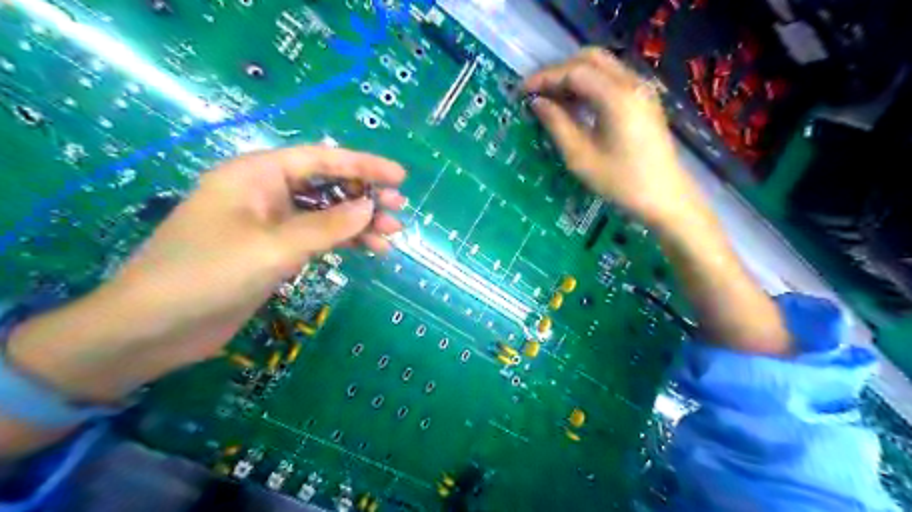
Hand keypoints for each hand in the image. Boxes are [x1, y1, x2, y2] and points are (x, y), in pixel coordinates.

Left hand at [8, 146, 406, 402]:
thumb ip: (327, 226)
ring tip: (391, 235)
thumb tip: (371, 206)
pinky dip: (343, 242)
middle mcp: (265, 193)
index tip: (399, 177)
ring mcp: (270, 224)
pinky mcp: (274, 251)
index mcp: (256, 175)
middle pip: (326, 185)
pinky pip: (317, 238)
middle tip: (399, 210)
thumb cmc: (207, 275)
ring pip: (325, 214)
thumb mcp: (273, 247)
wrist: (155, 328)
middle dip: (365, 196)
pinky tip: (369, 251)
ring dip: (358, 222)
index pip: (320, 160)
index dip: (363, 165)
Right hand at [520, 48, 704, 227]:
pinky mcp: (644, 99)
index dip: (544, 78)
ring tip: (550, 99)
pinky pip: (612, 79)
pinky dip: (589, 84)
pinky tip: (575, 105)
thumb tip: (537, 102)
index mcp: (617, 97)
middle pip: (589, 59)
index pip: (574, 72)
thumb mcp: (580, 158)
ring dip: (573, 76)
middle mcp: (632, 83)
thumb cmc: (621, 183)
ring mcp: (642, 88)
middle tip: (536, 93)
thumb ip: (557, 125)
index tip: (521, 92)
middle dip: (558, 72)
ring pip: (601, 66)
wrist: (665, 197)